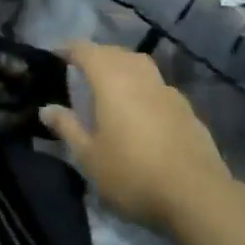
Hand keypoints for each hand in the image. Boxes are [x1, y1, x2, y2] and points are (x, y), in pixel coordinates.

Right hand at [40, 41, 243, 233]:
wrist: (197, 195)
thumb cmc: (133, 173)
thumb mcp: (89, 156)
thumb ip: (67, 127)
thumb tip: (47, 108)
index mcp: (111, 79)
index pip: (85, 50)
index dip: (69, 49)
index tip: (56, 55)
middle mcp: (139, 74)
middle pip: (114, 52)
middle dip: (96, 56)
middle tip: (80, 71)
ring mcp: (166, 89)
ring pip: (139, 65)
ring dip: (122, 67)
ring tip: (110, 86)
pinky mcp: (186, 108)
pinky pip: (156, 86)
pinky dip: (142, 88)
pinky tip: (140, 110)